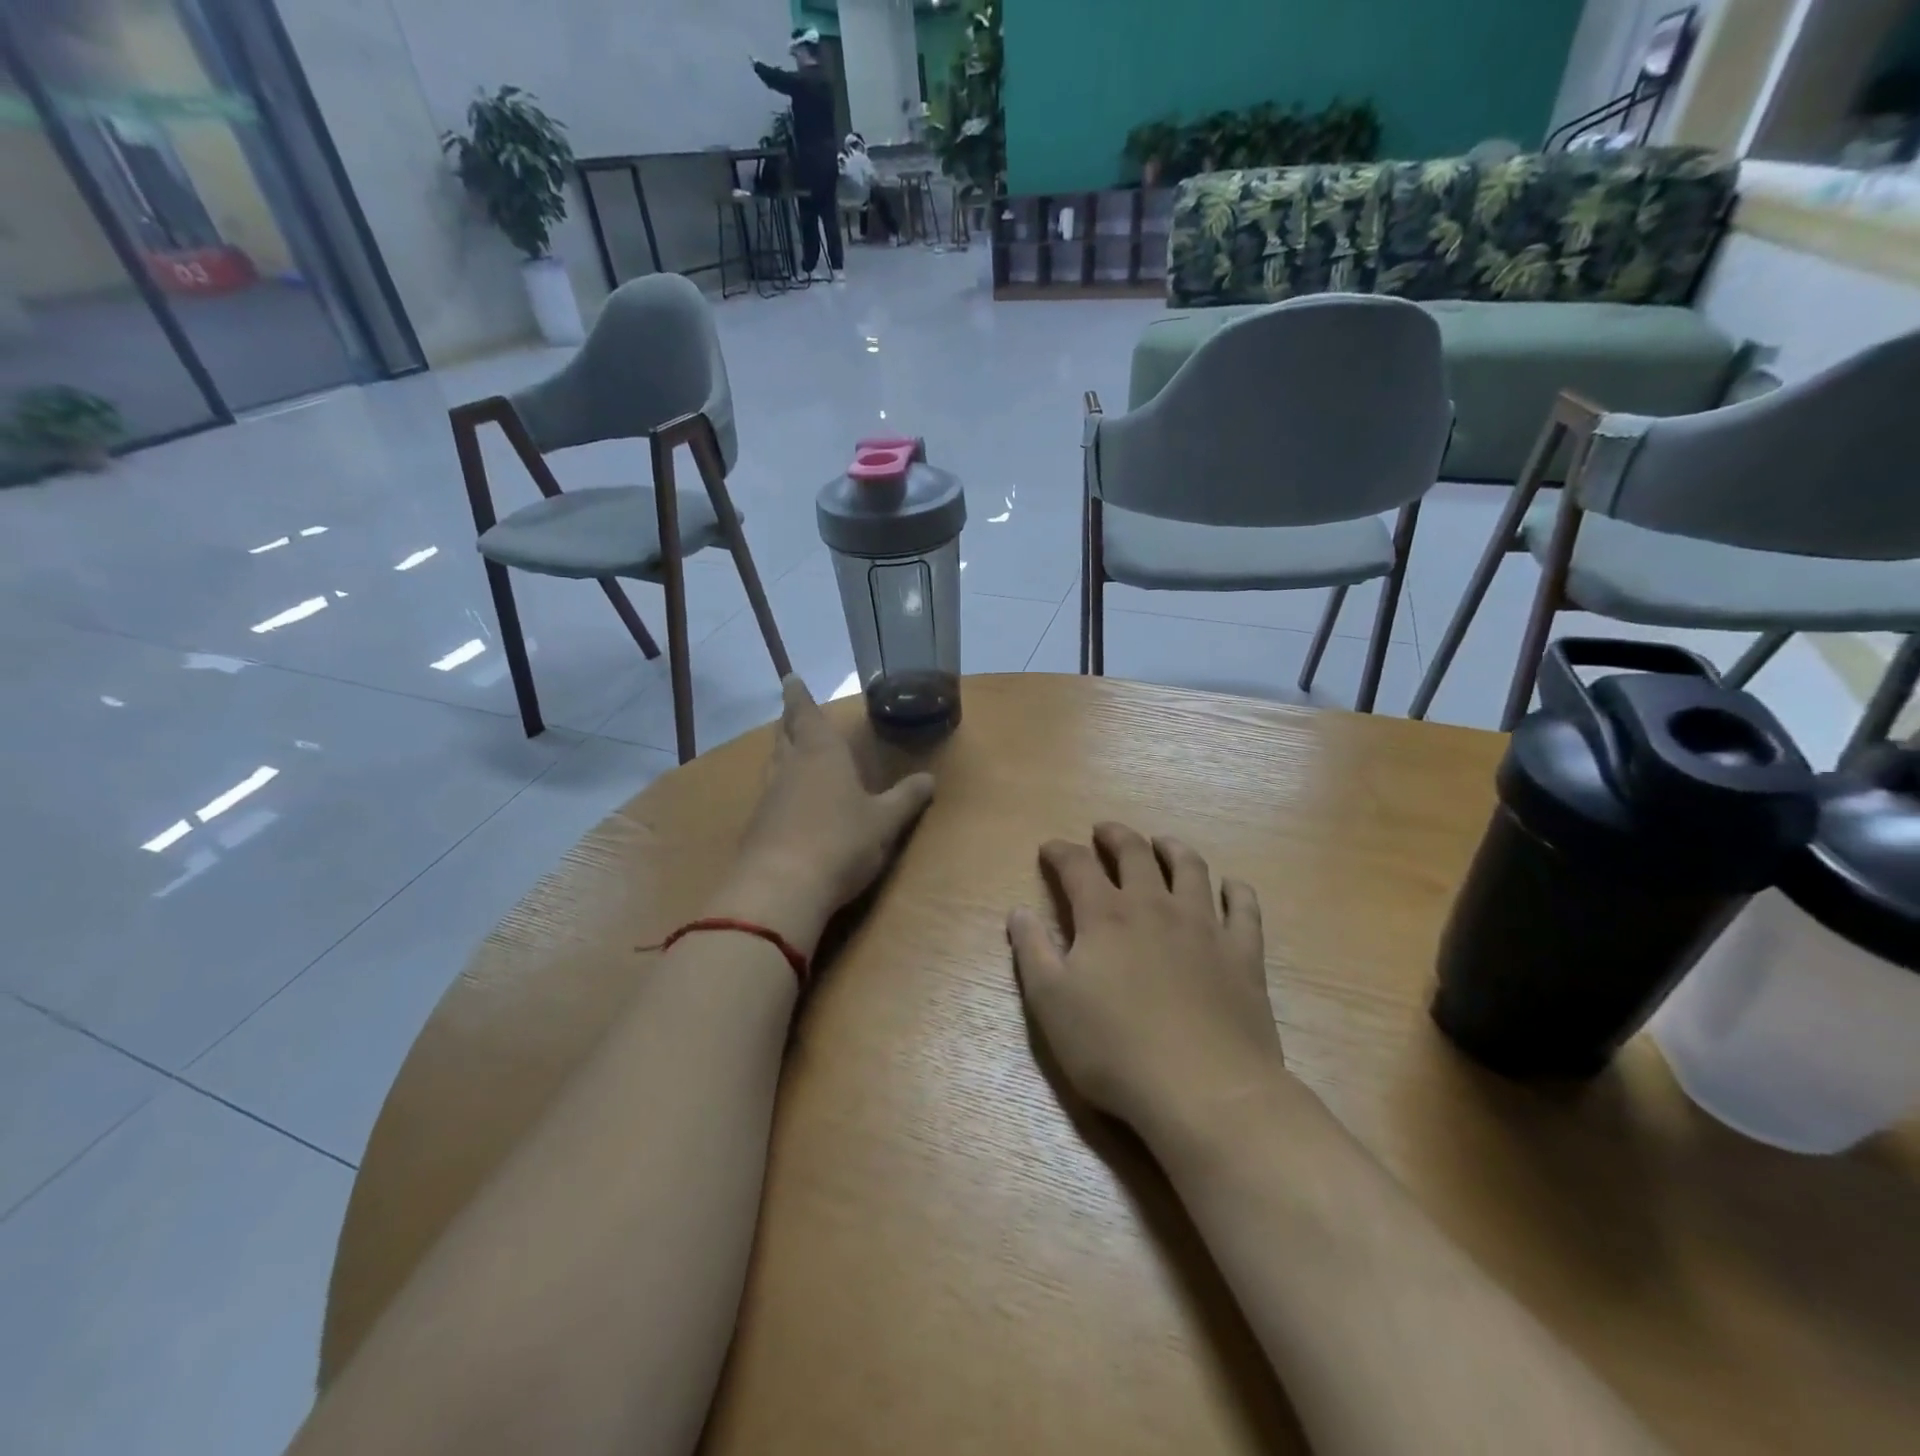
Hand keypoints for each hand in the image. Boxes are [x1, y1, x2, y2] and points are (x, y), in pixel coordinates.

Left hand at [714, 677, 934, 957]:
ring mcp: (769, 797)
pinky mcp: (758, 827)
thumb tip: (929, 779)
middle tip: (793, 712)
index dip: (799, 696)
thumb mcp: (884, 821)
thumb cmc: (840, 841)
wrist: (781, 888)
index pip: (807, 714)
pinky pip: (770, 795)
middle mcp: (790, 768)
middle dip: (791, 722)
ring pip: (775, 764)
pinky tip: (788, 801)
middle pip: (786, 736)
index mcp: (821, 754)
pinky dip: (780, 788)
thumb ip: (906, 798)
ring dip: (783, 753)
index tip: (790, 678)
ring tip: (792, 749)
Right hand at [1008, 823, 1285, 1140]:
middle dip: (1116, 836)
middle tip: (1104, 831)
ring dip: (1172, 848)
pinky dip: (1236, 890)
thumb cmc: (1115, 1050)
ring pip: (1191, 868)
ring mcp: (1204, 926)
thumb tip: (1018, 912)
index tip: (1050, 848)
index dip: (1060, 852)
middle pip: (1135, 853)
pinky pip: (1244, 907)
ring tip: (1162, 843)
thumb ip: (1032, 951)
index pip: (1077, 866)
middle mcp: (1155, 907)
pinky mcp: (1244, 953)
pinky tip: (1231, 887)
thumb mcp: (1051, 1004)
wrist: (1206, 1091)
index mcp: (1106, 916)